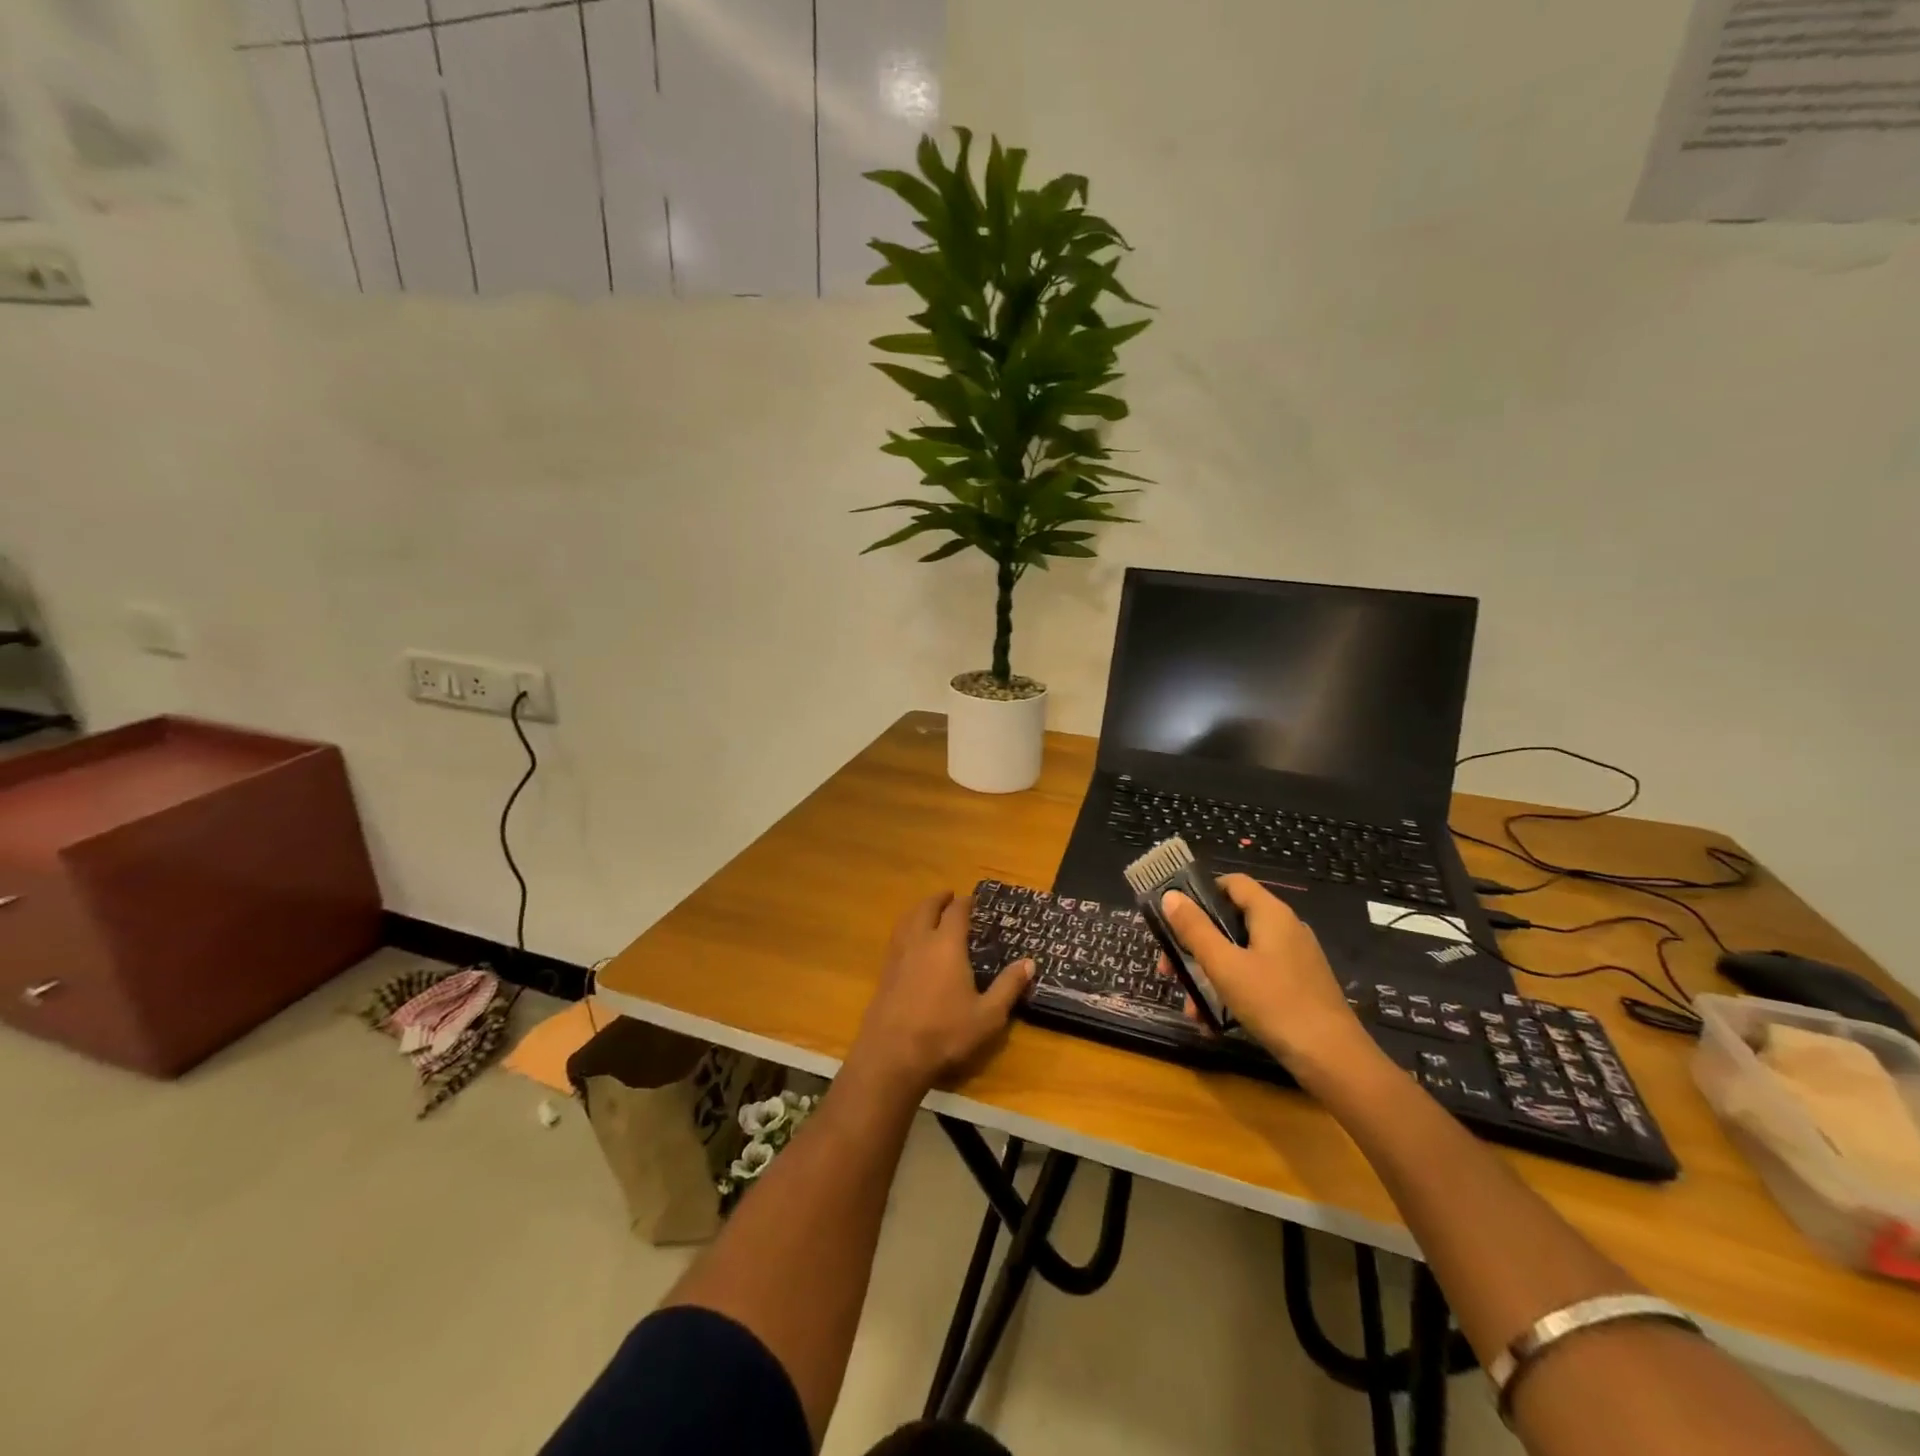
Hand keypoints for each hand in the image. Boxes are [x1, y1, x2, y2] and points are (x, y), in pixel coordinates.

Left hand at [847, 892, 1032, 1094]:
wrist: (892, 1054)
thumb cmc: (945, 1032)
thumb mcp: (988, 1015)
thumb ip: (1008, 986)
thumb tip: (1029, 963)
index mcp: (946, 945)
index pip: (956, 912)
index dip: (965, 902)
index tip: (972, 898)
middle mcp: (920, 942)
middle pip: (926, 909)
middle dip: (938, 899)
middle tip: (948, 896)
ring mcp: (897, 956)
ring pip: (906, 921)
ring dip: (918, 911)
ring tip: (927, 912)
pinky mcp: (884, 973)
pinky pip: (896, 938)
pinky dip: (906, 929)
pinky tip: (910, 943)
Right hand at [1160, 874, 1384, 1091]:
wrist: (1334, 1060)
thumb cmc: (1275, 1003)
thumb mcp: (1225, 966)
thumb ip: (1195, 929)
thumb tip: (1170, 896)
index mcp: (1271, 914)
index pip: (1232, 882)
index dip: (1201, 892)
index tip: (1175, 916)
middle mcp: (1286, 928)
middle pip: (1232, 920)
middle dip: (1197, 943)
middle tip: (1171, 968)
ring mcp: (1295, 958)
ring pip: (1241, 953)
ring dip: (1211, 974)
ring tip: (1191, 1007)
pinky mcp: (1299, 985)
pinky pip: (1256, 975)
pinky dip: (1233, 989)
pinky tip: (1214, 1021)